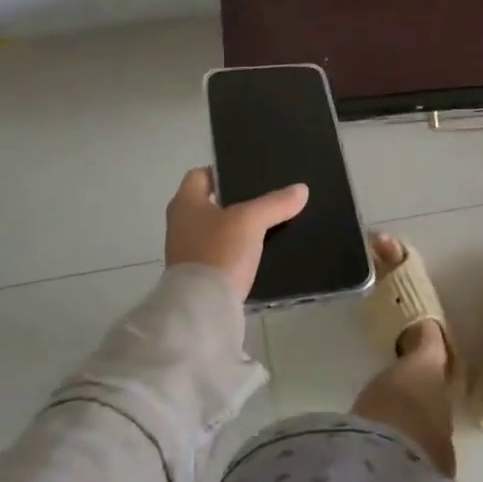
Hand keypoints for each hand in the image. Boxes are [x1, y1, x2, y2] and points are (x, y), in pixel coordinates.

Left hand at [164, 168, 309, 301]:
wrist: (202, 308)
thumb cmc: (219, 252)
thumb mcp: (251, 221)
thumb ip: (275, 203)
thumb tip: (301, 189)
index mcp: (185, 203)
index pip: (200, 175)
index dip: (224, 172)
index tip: (250, 176)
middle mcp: (181, 224)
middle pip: (212, 203)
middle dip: (237, 201)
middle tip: (267, 198)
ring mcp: (187, 252)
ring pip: (218, 230)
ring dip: (239, 228)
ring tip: (269, 225)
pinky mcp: (199, 276)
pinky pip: (221, 253)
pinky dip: (238, 251)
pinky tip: (261, 253)